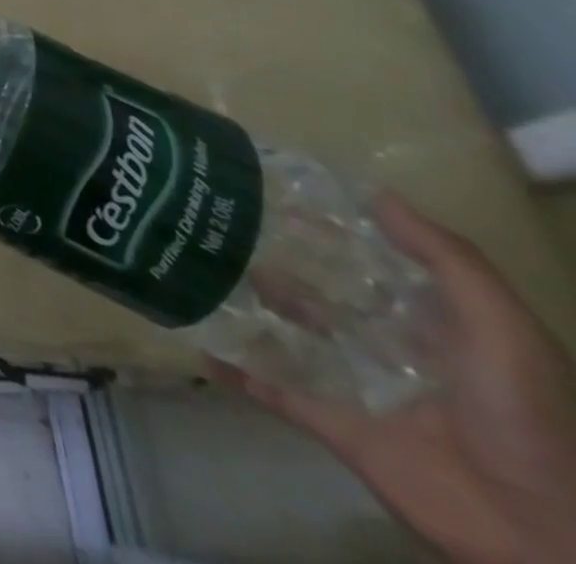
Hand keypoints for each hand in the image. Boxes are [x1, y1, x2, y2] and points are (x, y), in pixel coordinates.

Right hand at [221, 195, 575, 563]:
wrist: (530, 531)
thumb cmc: (518, 416)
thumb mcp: (505, 332)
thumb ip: (448, 262)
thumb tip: (374, 195)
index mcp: (426, 323)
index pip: (364, 262)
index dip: (323, 227)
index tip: (269, 192)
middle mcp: (384, 345)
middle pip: (315, 292)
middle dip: (268, 260)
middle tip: (212, 224)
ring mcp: (353, 384)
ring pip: (284, 332)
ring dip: (244, 305)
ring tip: (192, 269)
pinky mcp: (330, 420)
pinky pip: (271, 388)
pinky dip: (234, 369)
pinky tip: (196, 344)